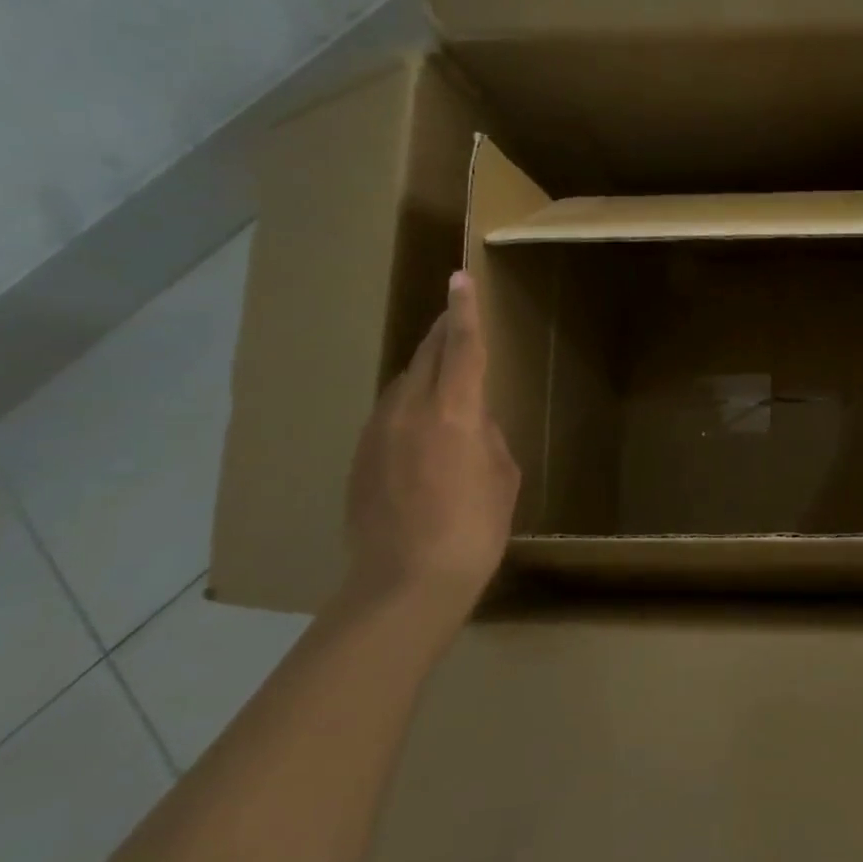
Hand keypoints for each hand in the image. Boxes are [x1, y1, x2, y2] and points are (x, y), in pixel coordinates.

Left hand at [343, 271, 519, 641]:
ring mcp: (378, 433)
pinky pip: (389, 413)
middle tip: (457, 316)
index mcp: (454, 411)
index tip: (461, 277)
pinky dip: (409, 404)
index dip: (465, 310)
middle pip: (426, 356)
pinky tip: (421, 427)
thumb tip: (473, 424)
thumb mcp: (502, 477)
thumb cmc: (473, 529)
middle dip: (443, 332)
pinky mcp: (360, 457)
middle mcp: (409, 410)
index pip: (462, 346)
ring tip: (443, 369)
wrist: (404, 584)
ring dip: (425, 368)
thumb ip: (487, 437)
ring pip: (403, 383)